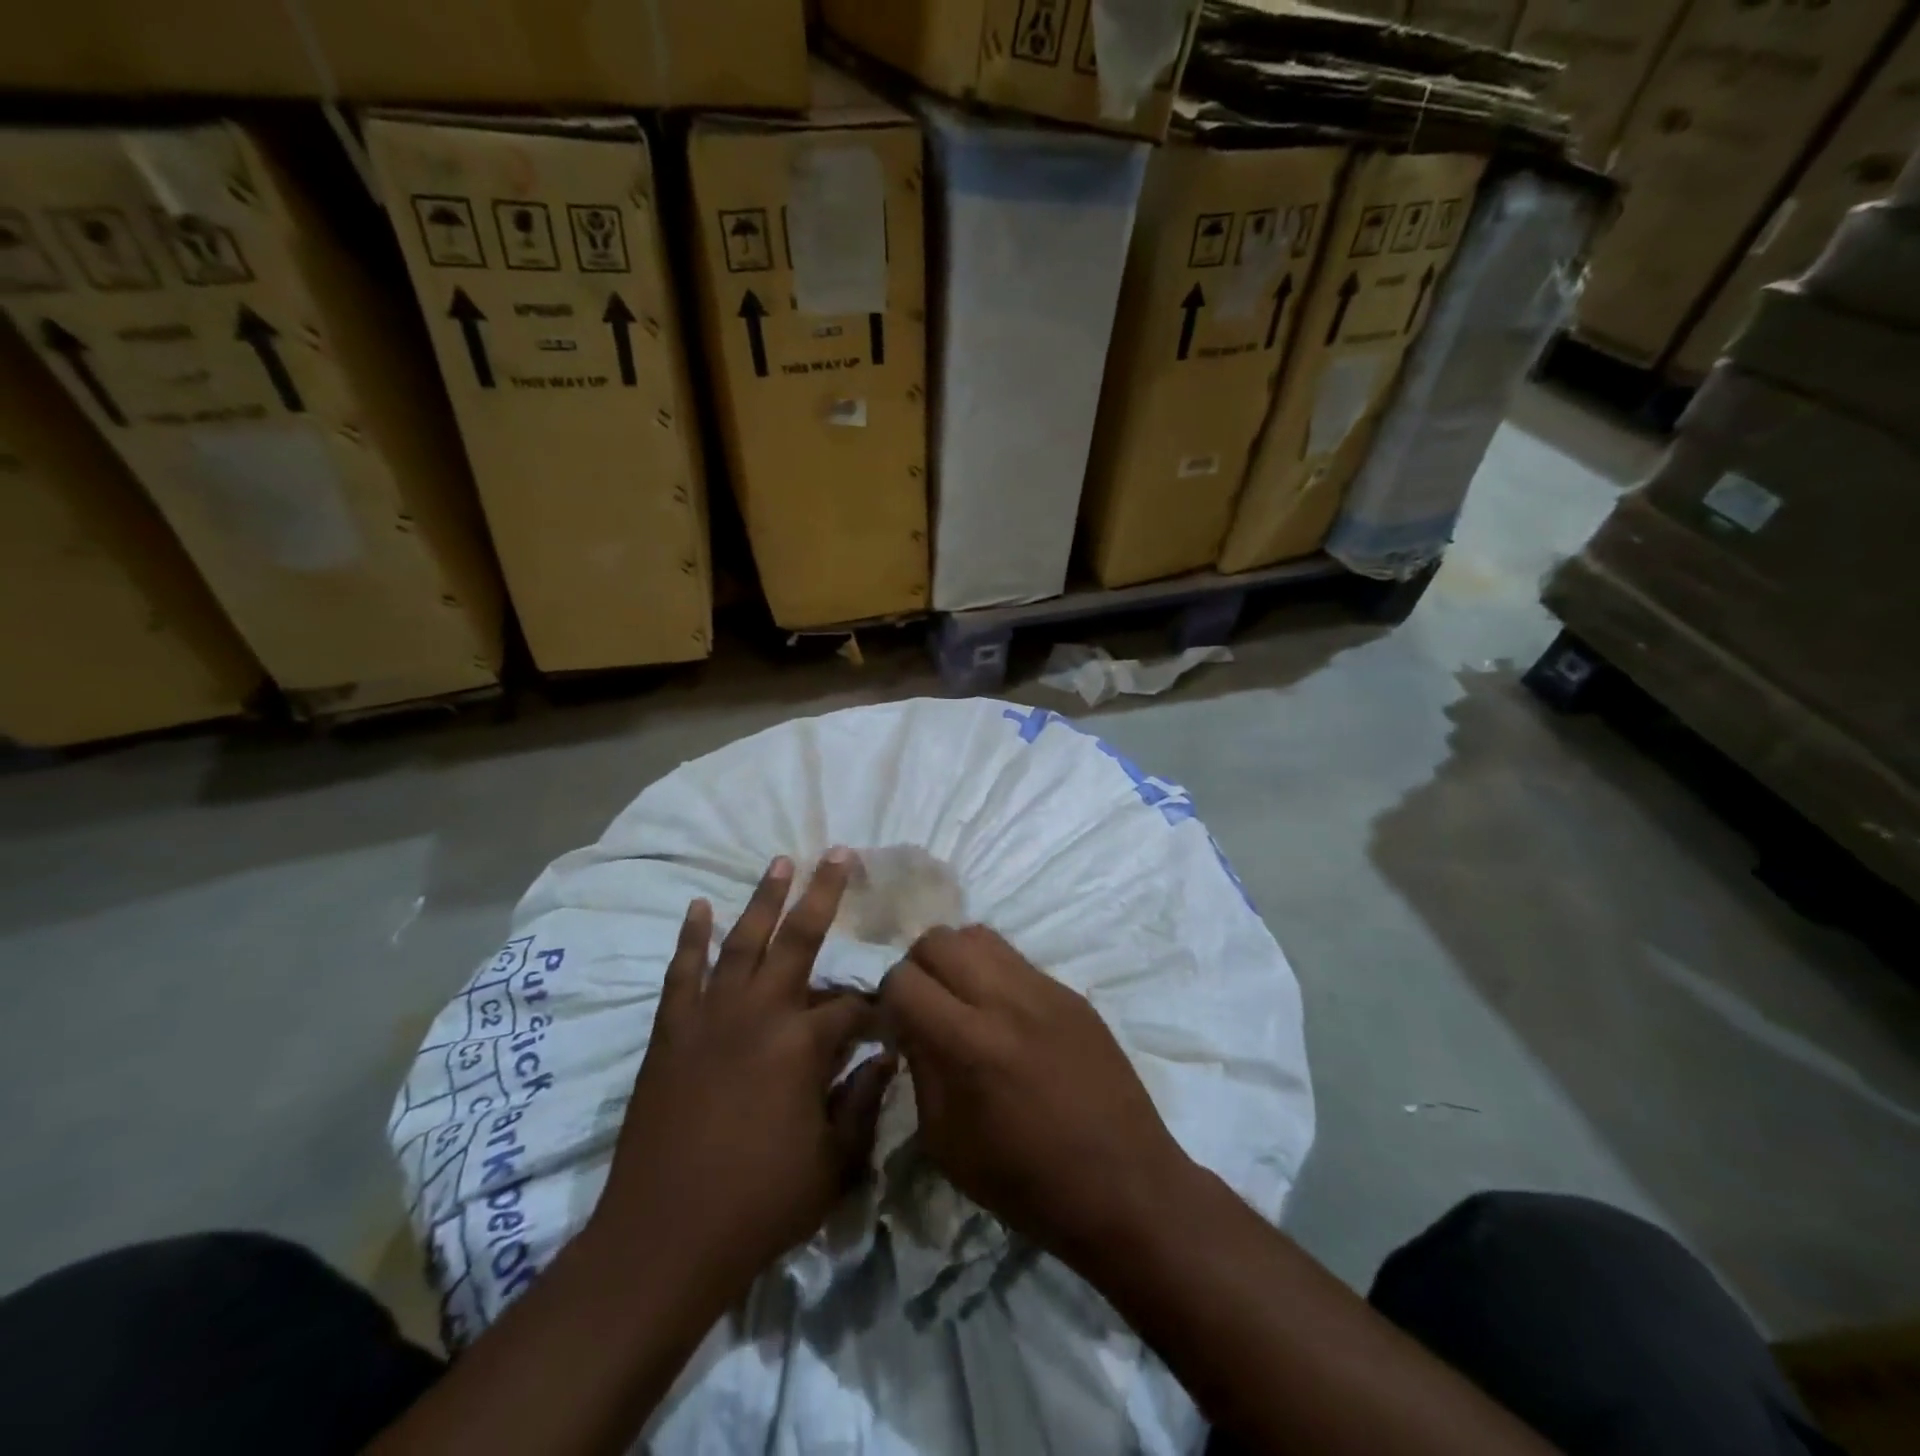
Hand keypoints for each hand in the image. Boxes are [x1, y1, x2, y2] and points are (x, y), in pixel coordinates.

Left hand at [591, 852, 894, 1301]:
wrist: (664, 1239)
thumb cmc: (760, 1204)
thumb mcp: (834, 1164)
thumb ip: (864, 1103)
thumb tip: (885, 1057)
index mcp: (803, 1044)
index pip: (852, 1006)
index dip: (875, 1007)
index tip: (889, 1012)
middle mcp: (760, 1013)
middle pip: (799, 939)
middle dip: (824, 894)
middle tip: (839, 853)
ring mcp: (711, 1017)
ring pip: (742, 942)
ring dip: (763, 899)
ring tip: (780, 862)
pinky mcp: (672, 1032)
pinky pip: (683, 973)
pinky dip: (691, 938)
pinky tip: (699, 908)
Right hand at [878, 925, 1193, 1263]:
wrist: (1123, 1185)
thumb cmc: (1026, 1183)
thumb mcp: (946, 1143)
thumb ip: (920, 1070)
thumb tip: (909, 1028)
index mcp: (969, 1043)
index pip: (903, 979)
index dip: (889, 1001)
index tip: (897, 1027)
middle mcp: (1005, 999)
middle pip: (937, 939)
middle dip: (918, 968)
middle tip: (926, 1007)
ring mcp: (1044, 989)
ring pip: (978, 935)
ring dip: (956, 961)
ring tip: (963, 1002)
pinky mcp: (1071, 992)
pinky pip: (1016, 959)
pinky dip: (994, 975)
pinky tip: (1005, 1017)